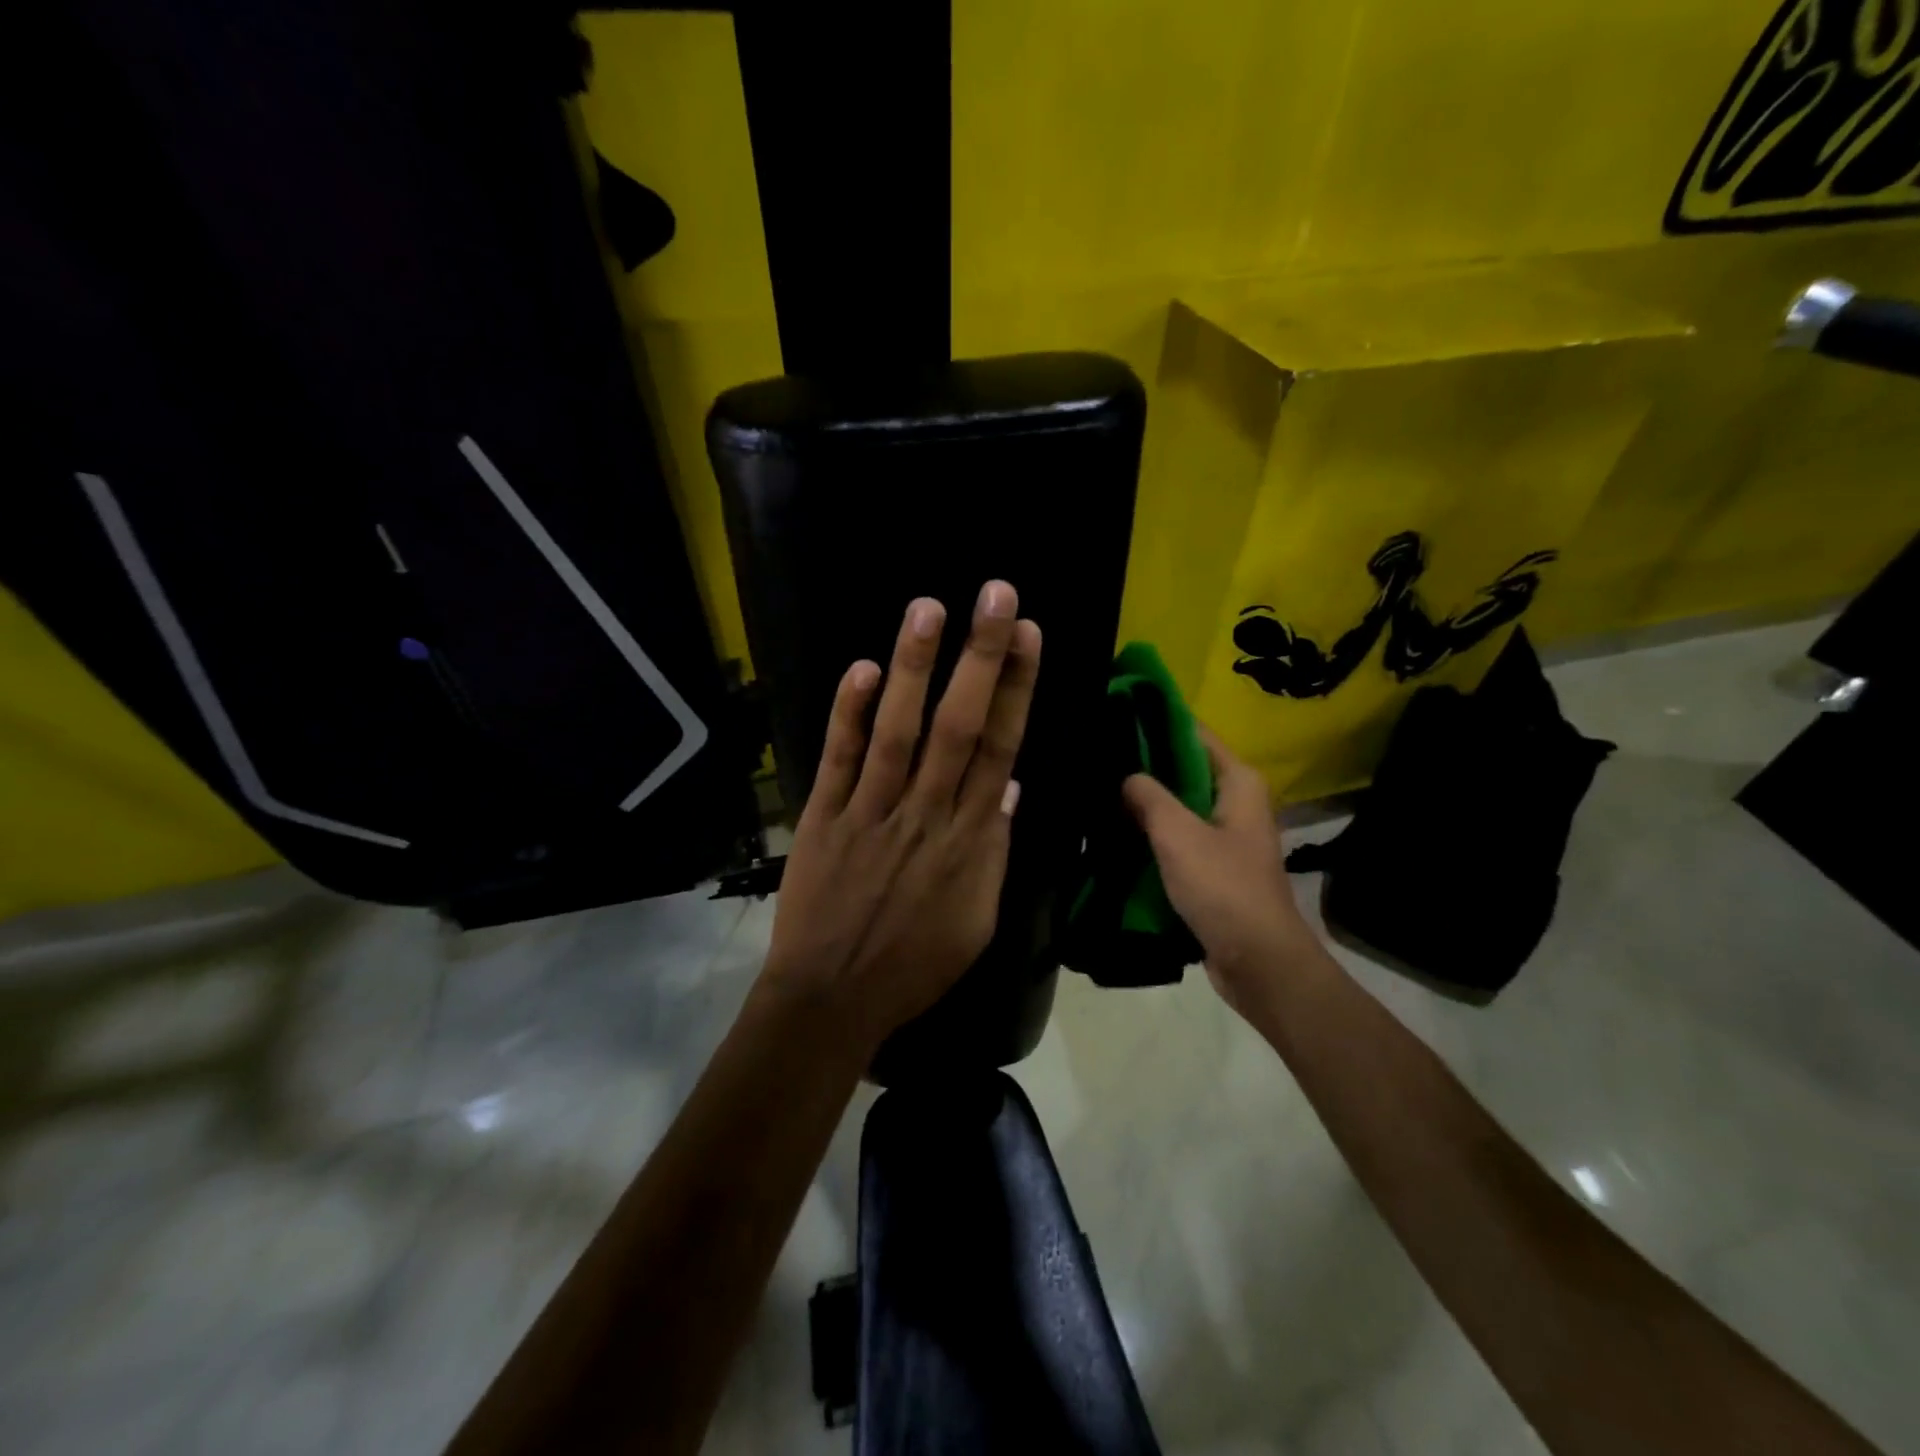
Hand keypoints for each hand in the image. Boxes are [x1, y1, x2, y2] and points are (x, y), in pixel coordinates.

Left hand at [759, 582, 1041, 1052]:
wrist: (832, 998)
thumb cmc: (914, 964)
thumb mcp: (978, 920)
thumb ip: (995, 850)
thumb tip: (1009, 787)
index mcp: (970, 840)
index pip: (1000, 749)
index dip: (1017, 689)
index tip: (1029, 636)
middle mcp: (926, 813)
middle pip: (959, 725)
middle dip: (982, 657)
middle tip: (996, 595)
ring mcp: (871, 811)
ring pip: (899, 731)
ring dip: (915, 668)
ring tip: (929, 608)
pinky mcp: (824, 816)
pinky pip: (839, 758)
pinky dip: (850, 713)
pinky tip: (864, 669)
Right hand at [1121, 724, 1320, 1016]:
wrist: (1257, 960)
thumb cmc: (1223, 888)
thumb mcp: (1178, 835)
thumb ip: (1149, 797)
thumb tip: (1127, 777)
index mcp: (1239, 783)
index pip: (1194, 734)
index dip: (1158, 723)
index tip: (1116, 718)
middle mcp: (1237, 803)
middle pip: (1185, 770)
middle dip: (1146, 766)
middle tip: (1099, 759)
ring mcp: (1226, 836)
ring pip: (1179, 807)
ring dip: (1147, 804)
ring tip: (1100, 792)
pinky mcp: (1215, 867)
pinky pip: (1179, 838)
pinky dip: (1153, 835)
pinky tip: (1118, 834)